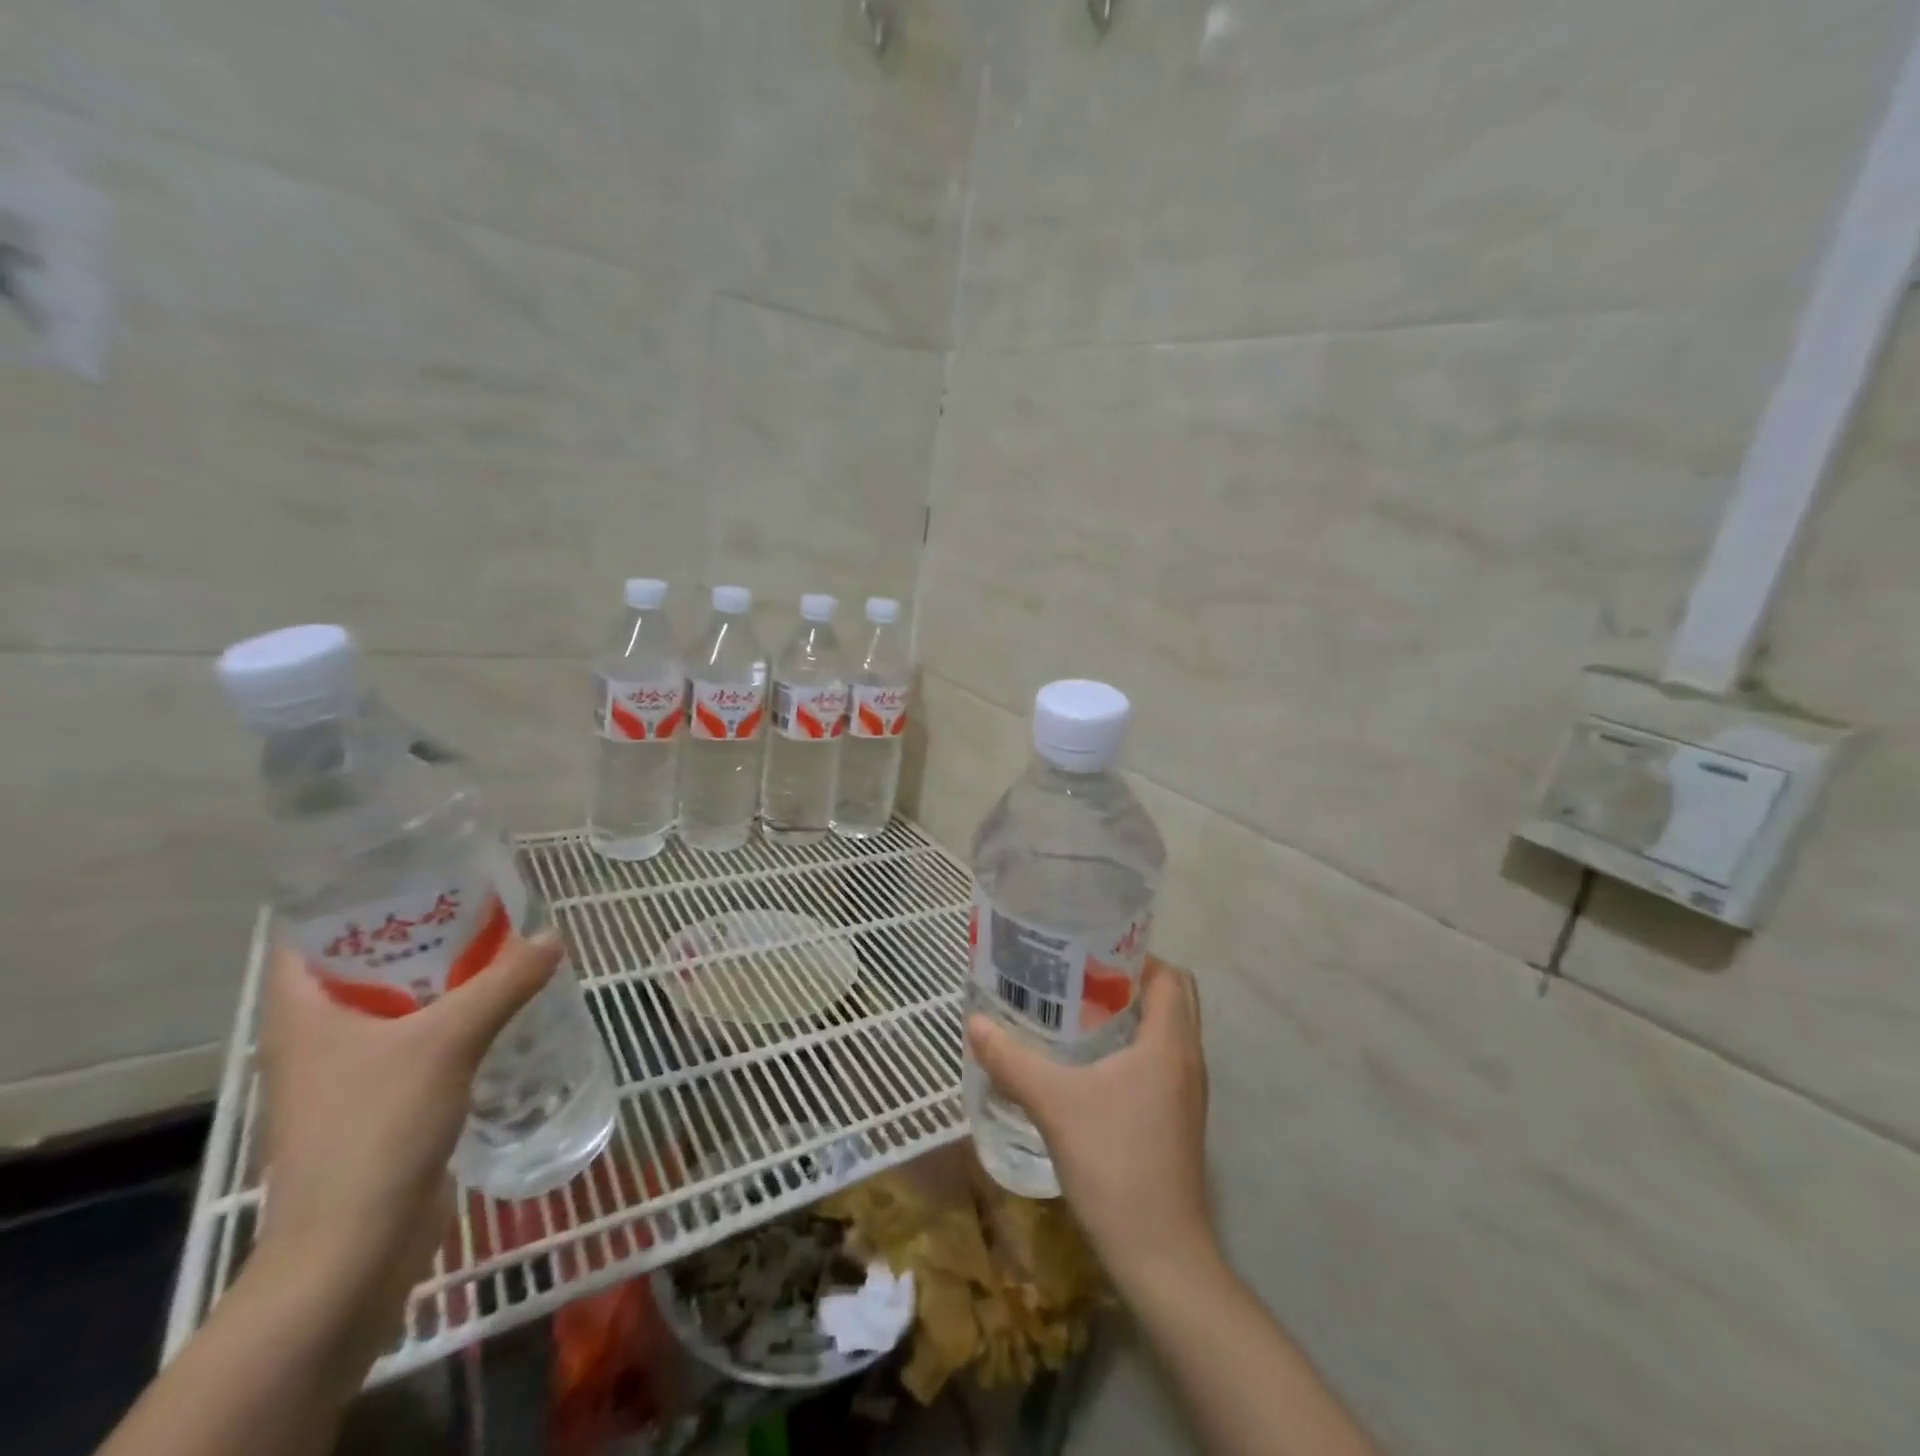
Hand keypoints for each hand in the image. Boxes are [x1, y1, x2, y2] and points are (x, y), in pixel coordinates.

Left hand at [253, 931, 563, 1361]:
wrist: (352, 1249)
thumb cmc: (378, 1129)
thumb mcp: (449, 1041)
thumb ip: (504, 983)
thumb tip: (553, 937)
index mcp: (302, 1012)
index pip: (315, 933)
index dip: (361, 898)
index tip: (423, 875)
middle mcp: (315, 1037)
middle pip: (364, 964)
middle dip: (421, 935)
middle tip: (480, 907)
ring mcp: (344, 1074)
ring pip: (394, 1005)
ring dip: (441, 980)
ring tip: (499, 951)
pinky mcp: (376, 1104)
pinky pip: (414, 1042)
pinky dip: (449, 1021)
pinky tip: (497, 1012)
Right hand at [966, 957, 1213, 1298]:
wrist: (1160, 1255)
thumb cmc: (1114, 1164)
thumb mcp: (1054, 1104)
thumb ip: (1012, 1060)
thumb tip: (974, 1022)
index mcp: (1170, 1043)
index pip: (1169, 975)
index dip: (1135, 955)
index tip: (1090, 951)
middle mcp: (1188, 1059)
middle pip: (1173, 998)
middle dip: (1132, 980)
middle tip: (1082, 977)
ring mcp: (1188, 1093)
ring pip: (1168, 1031)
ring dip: (1134, 1014)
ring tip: (1080, 1010)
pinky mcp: (1180, 1119)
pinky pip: (1163, 1061)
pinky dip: (1135, 1046)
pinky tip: (1091, 1063)